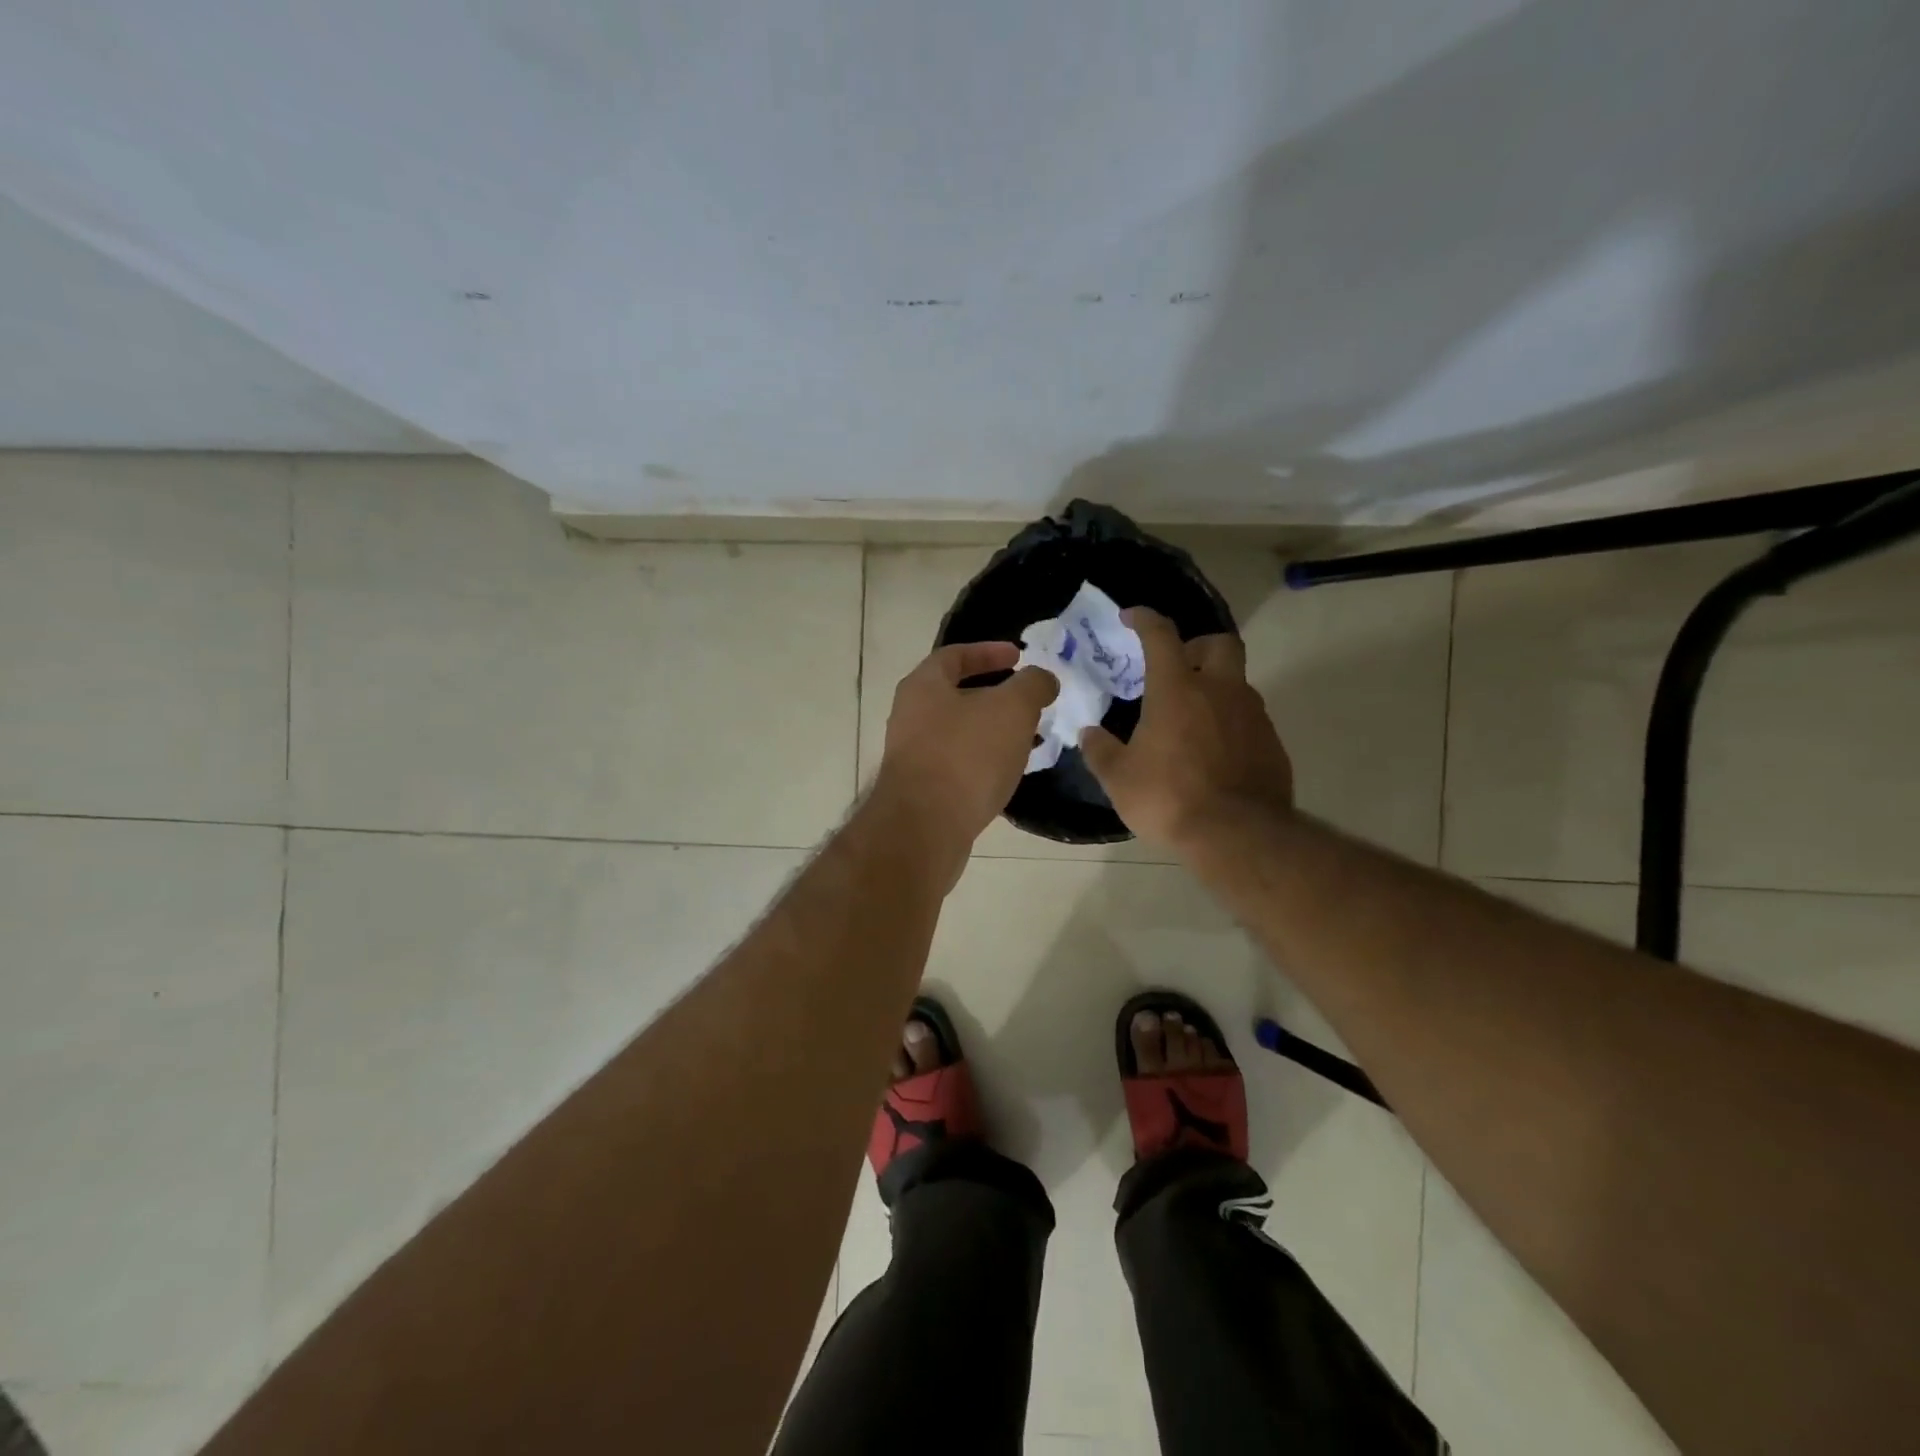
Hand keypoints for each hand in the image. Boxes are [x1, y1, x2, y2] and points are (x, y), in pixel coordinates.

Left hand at [874, 642, 1057, 852]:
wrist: (925, 828)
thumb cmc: (967, 755)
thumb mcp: (1012, 709)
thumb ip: (1032, 685)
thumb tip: (1042, 679)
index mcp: (923, 686)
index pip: (954, 655)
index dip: (988, 651)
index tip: (1019, 656)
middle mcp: (910, 716)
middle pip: (956, 695)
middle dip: (996, 695)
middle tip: (1029, 701)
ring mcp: (913, 755)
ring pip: (960, 732)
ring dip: (993, 731)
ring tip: (1029, 737)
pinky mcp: (923, 790)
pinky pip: (959, 764)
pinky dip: (985, 760)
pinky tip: (1009, 772)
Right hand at [1079, 607, 1292, 850]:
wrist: (1237, 836)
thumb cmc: (1169, 799)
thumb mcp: (1119, 779)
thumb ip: (1100, 750)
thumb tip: (1089, 734)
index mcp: (1178, 690)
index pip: (1162, 636)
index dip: (1145, 620)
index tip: (1132, 617)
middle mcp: (1220, 691)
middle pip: (1220, 643)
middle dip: (1198, 646)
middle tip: (1178, 668)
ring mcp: (1252, 716)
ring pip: (1237, 683)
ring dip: (1215, 689)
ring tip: (1191, 720)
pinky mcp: (1272, 744)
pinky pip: (1249, 720)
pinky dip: (1230, 724)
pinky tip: (1214, 753)